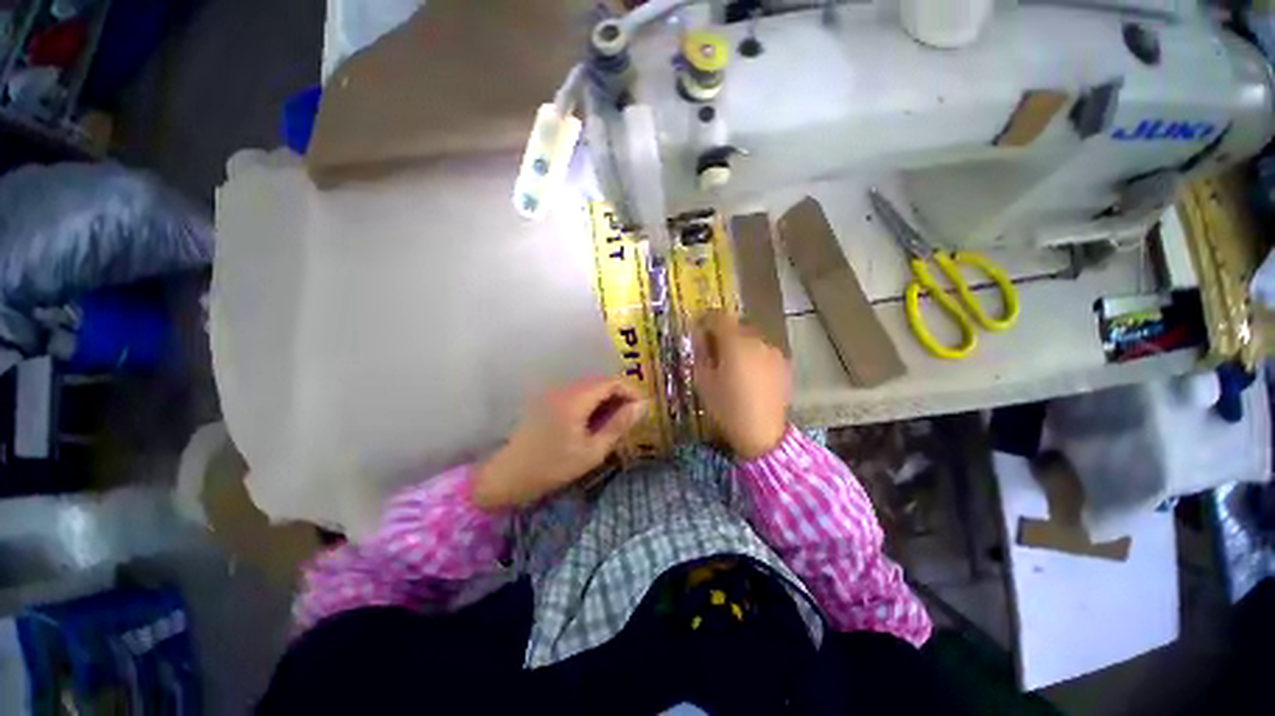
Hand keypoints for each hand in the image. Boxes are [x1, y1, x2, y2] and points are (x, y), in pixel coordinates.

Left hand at [472, 378, 646, 509]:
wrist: (508, 476)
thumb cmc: (553, 467)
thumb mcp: (593, 451)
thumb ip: (618, 425)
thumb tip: (642, 406)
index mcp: (576, 399)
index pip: (612, 382)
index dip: (631, 391)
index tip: (641, 410)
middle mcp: (564, 389)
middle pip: (600, 382)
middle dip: (619, 396)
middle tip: (630, 419)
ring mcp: (553, 393)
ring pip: (589, 388)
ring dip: (605, 400)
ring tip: (614, 423)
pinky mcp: (547, 401)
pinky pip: (576, 394)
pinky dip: (591, 403)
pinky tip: (592, 423)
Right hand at [693, 310, 790, 459]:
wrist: (762, 434)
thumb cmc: (726, 407)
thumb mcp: (703, 380)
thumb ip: (700, 352)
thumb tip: (699, 335)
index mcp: (735, 343)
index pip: (719, 317)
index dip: (706, 319)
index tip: (698, 328)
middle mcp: (757, 340)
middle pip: (737, 326)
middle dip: (723, 333)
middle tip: (713, 351)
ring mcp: (774, 351)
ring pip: (751, 338)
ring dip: (739, 344)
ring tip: (733, 366)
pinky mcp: (784, 364)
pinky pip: (763, 351)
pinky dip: (753, 355)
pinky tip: (749, 375)